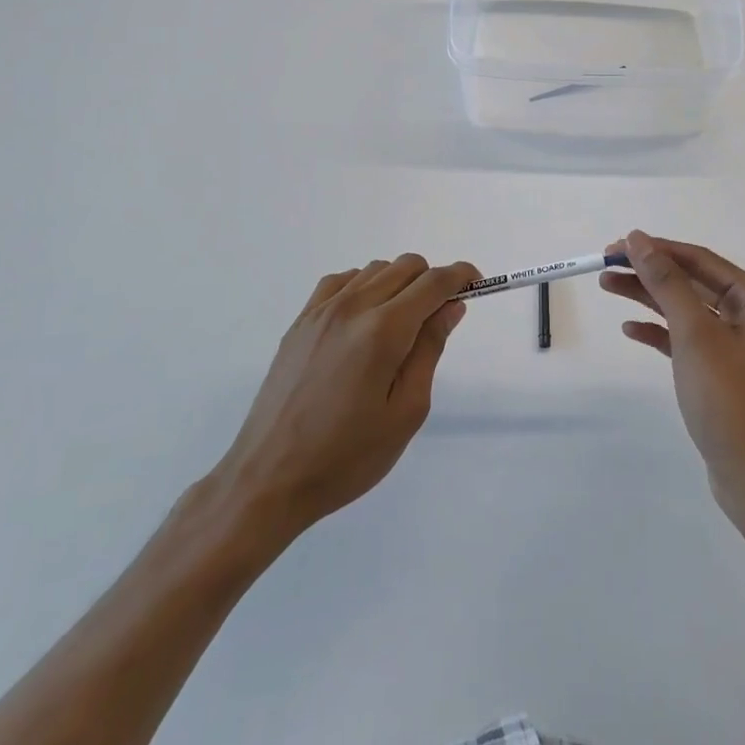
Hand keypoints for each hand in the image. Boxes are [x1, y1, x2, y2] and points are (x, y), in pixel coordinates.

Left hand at [207, 254, 478, 542]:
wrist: (268, 479)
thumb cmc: (347, 456)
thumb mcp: (406, 411)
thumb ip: (430, 349)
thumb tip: (451, 306)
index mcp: (383, 330)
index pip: (433, 282)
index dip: (461, 276)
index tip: (476, 285)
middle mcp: (353, 307)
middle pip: (406, 265)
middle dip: (432, 280)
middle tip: (439, 317)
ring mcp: (321, 311)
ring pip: (375, 269)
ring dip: (399, 283)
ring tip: (401, 326)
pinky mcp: (300, 322)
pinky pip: (342, 280)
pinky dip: (364, 286)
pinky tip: (365, 319)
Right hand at [602, 230, 744, 532]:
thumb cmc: (728, 398)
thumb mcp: (694, 333)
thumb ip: (666, 282)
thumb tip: (639, 239)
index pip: (700, 260)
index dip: (657, 249)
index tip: (616, 245)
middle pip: (691, 281)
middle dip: (649, 272)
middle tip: (605, 263)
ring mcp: (739, 342)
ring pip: (686, 308)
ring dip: (648, 297)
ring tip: (606, 285)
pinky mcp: (723, 368)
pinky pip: (687, 337)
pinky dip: (660, 331)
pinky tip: (630, 328)